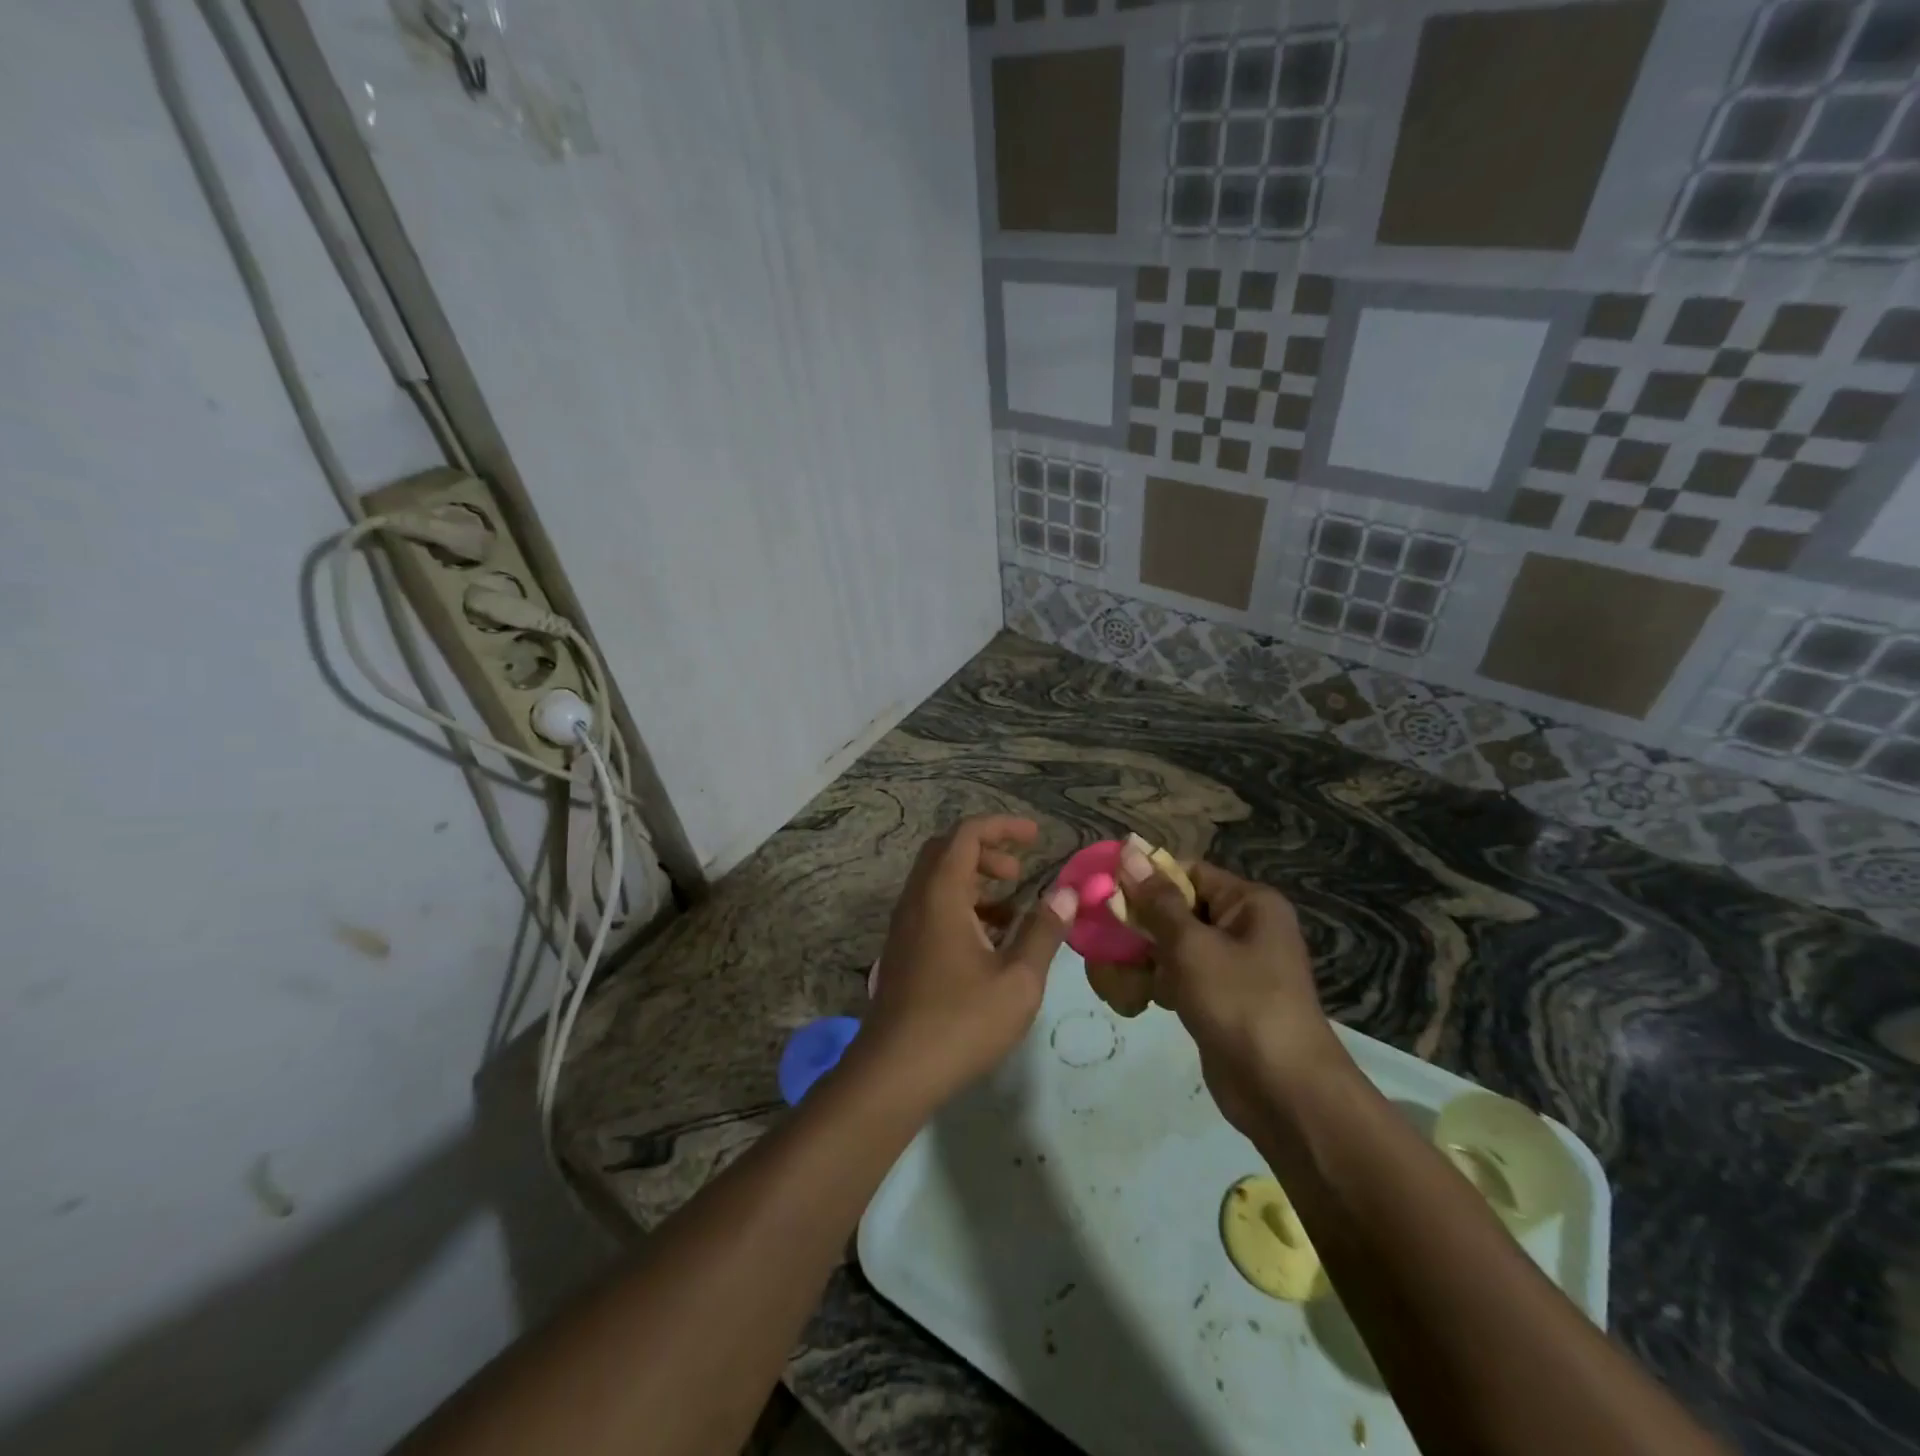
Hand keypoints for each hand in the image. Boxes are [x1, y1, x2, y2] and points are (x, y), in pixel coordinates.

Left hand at [861, 816, 1075, 1108]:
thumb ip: (1043, 931)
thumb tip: (1067, 894)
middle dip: (986, 850)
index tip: (1036, 837)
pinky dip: (962, 907)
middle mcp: (916, 900)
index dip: (1003, 826)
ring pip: (938, 882)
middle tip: (1019, 870)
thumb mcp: (1018, 979)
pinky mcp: (903, 952)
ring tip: (1012, 910)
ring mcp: (904, 927)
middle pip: (947, 851)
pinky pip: (932, 909)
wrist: (894, 1072)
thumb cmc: (961, 1022)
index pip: (967, 834)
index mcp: (941, 894)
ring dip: (974, 881)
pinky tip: (989, 942)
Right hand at [1116, 849, 1343, 1135]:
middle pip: (1178, 909)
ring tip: (1109, 974)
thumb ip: (1156, 901)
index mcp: (1249, 903)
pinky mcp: (1221, 1000)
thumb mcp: (1191, 946)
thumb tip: (1130, 851)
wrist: (1284, 1092)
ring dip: (1141, 957)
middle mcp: (1245, 927)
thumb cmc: (1239, 1003)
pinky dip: (1156, 983)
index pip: (1188, 872)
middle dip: (1138, 923)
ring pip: (1174, 945)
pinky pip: (1181, 977)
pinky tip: (1131, 999)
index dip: (1145, 879)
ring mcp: (1233, 967)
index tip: (1103, 891)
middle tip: (1097, 937)